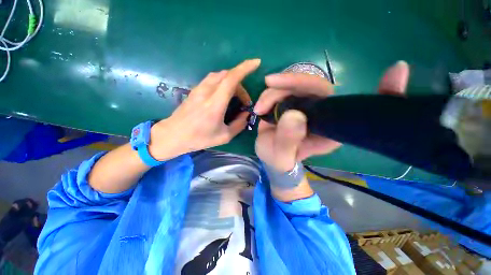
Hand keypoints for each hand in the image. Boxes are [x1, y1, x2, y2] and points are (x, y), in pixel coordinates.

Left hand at [149, 59, 260, 159]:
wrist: (173, 135)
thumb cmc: (199, 138)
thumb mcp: (224, 136)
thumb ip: (239, 124)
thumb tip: (246, 114)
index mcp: (215, 104)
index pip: (231, 79)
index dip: (245, 68)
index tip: (256, 62)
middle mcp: (206, 91)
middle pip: (228, 75)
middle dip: (241, 84)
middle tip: (245, 101)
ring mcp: (199, 88)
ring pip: (220, 75)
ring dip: (232, 82)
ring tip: (236, 97)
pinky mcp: (195, 89)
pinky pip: (212, 79)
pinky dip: (223, 82)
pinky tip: (224, 95)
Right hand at [254, 61, 409, 171]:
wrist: (272, 159)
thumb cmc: (280, 162)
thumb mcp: (281, 157)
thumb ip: (288, 141)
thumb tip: (294, 115)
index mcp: (330, 130)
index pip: (350, 107)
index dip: (378, 93)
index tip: (397, 72)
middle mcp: (323, 115)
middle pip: (315, 87)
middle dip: (291, 83)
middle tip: (269, 83)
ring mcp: (306, 107)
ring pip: (295, 86)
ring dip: (274, 92)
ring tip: (259, 109)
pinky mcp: (292, 104)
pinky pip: (284, 90)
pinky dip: (270, 94)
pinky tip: (261, 106)